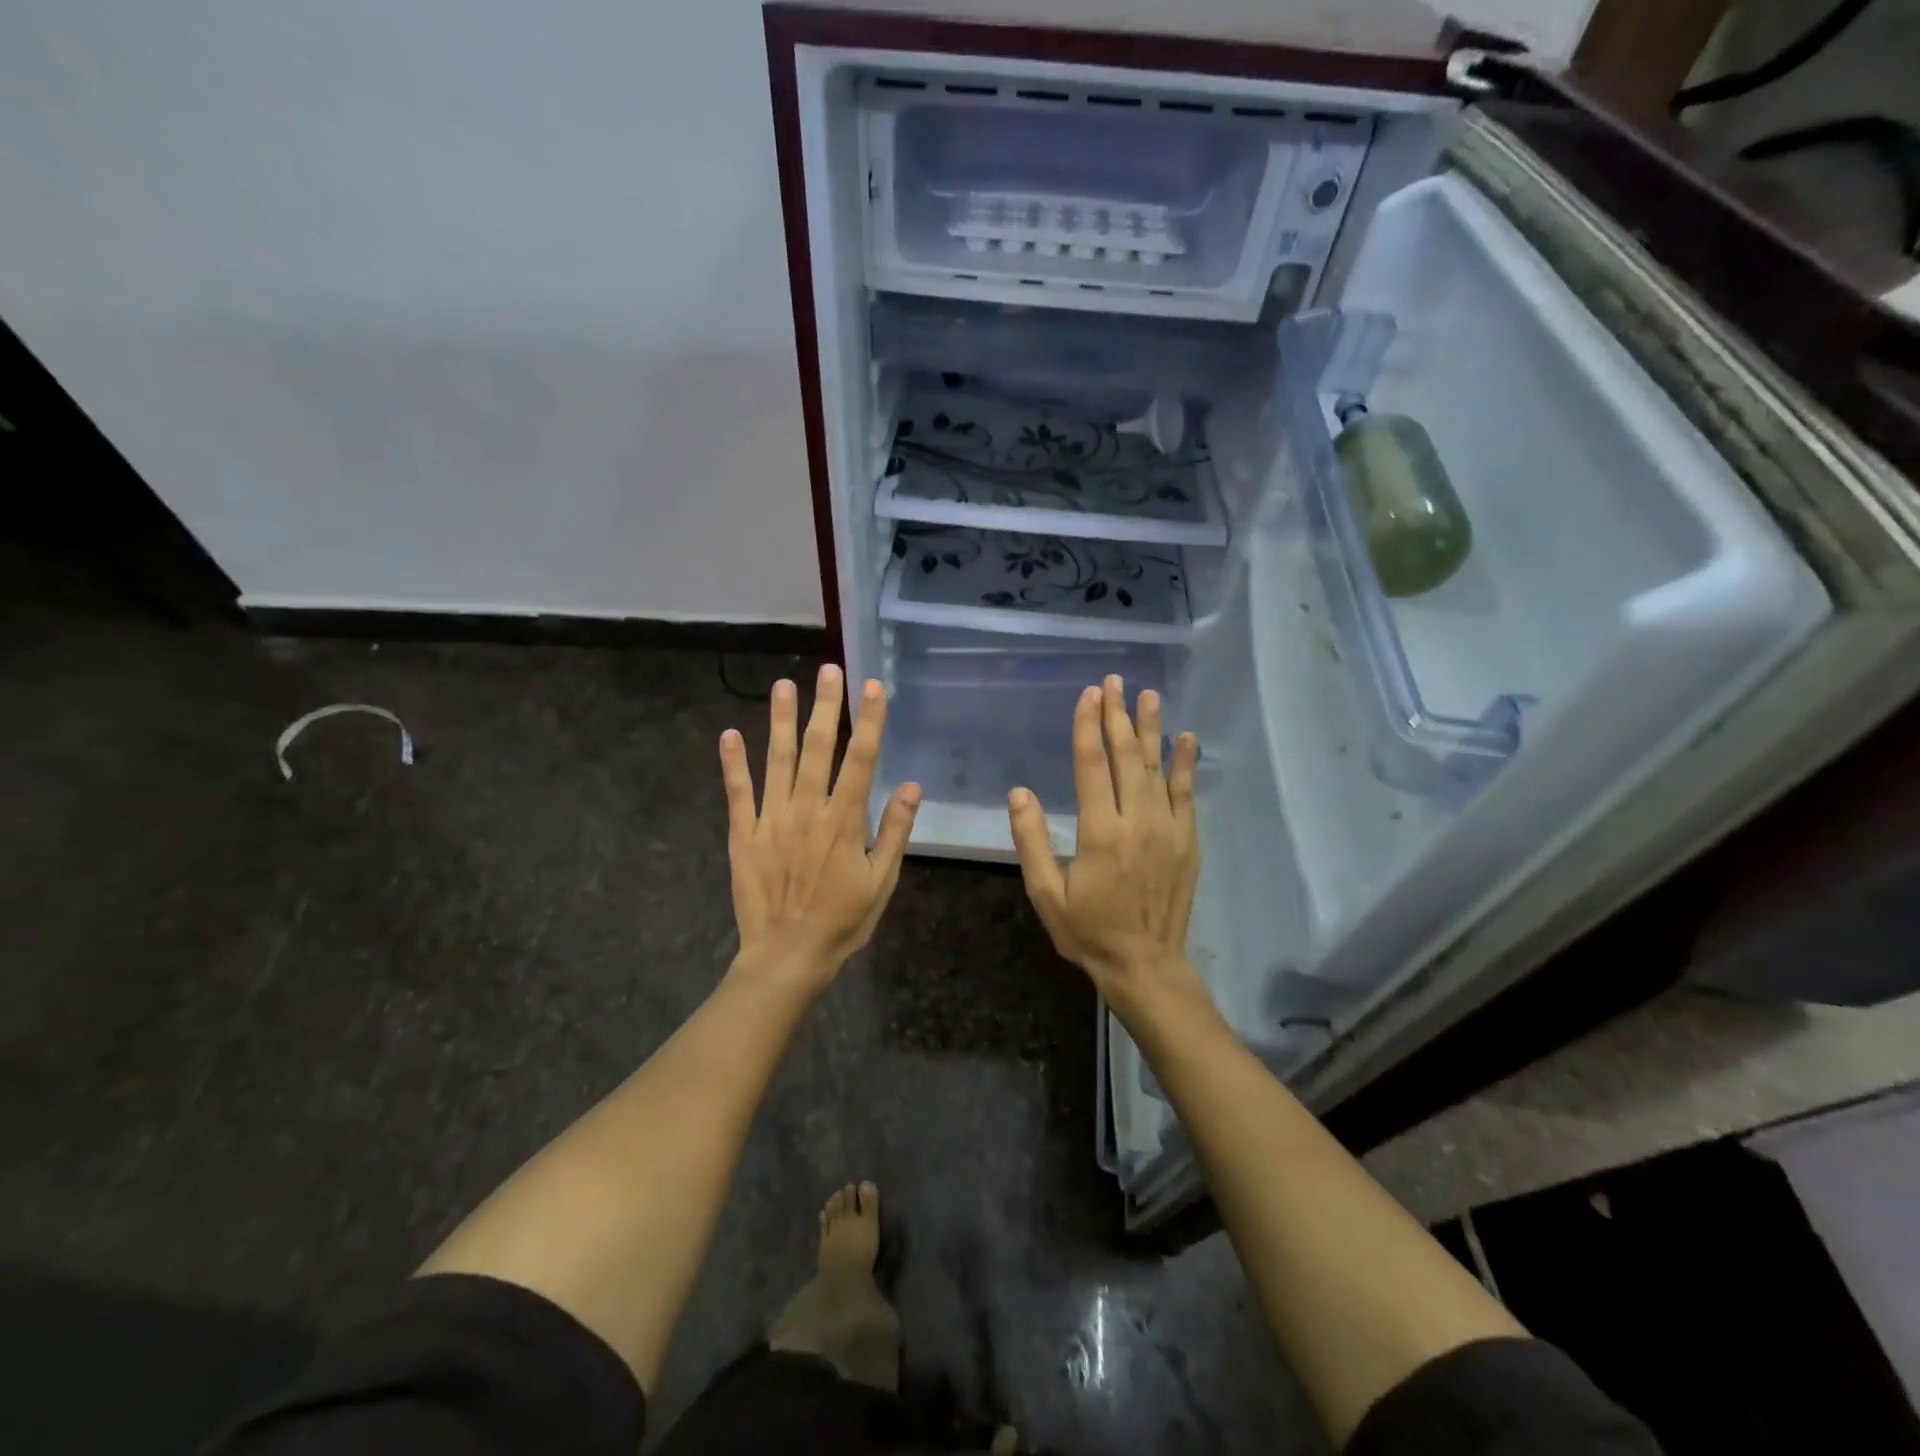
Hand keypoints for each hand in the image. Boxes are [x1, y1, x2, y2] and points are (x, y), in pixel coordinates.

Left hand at [719, 664, 919, 991]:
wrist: (786, 956)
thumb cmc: (842, 922)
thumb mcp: (881, 883)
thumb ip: (894, 832)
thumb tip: (912, 786)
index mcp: (844, 821)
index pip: (861, 760)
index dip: (868, 721)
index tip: (872, 687)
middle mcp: (808, 810)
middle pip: (817, 749)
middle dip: (825, 706)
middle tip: (828, 670)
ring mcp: (771, 820)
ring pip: (776, 760)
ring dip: (780, 720)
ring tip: (783, 684)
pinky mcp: (742, 834)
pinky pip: (737, 793)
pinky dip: (733, 763)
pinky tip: (729, 734)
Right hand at [1007, 675, 1200, 999]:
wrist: (1145, 964)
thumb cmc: (1088, 930)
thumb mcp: (1046, 893)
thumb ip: (1032, 841)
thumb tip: (1019, 793)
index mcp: (1099, 831)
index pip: (1092, 765)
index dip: (1088, 726)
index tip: (1089, 694)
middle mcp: (1136, 820)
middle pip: (1125, 757)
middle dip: (1118, 715)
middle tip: (1114, 681)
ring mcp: (1167, 828)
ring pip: (1157, 767)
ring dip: (1151, 728)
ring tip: (1148, 695)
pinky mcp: (1187, 840)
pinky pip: (1187, 793)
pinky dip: (1186, 764)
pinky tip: (1187, 738)